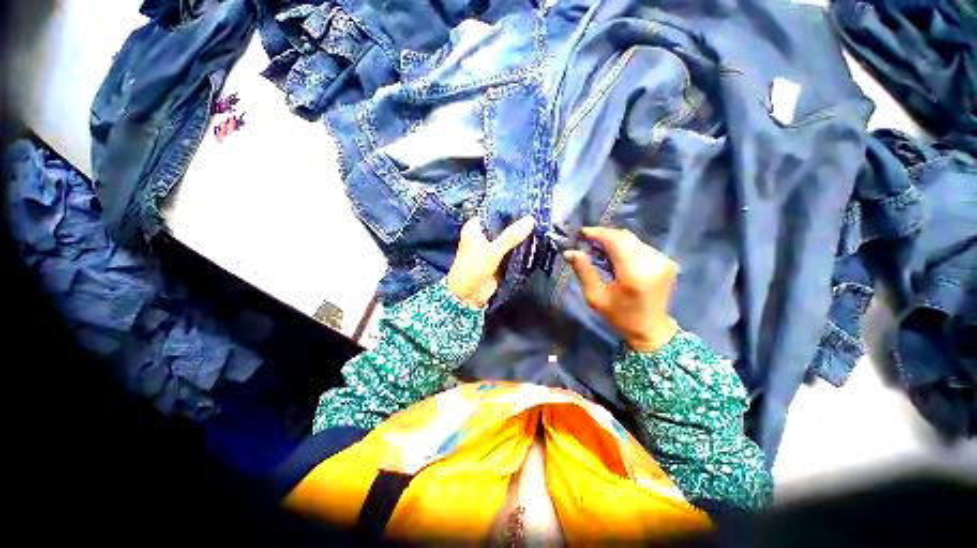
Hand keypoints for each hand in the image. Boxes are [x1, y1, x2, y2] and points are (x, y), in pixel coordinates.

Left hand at [446, 216, 534, 307]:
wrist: (468, 295)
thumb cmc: (473, 268)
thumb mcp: (493, 251)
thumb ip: (511, 236)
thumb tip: (530, 220)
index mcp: (475, 227)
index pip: (495, 212)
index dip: (510, 209)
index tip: (529, 205)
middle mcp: (483, 235)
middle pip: (504, 225)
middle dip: (518, 224)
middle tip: (539, 216)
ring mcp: (491, 247)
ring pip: (509, 238)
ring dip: (521, 236)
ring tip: (541, 226)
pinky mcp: (498, 259)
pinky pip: (511, 250)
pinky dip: (521, 248)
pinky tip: (536, 242)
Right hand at [564, 227, 678, 352]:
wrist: (650, 329)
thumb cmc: (619, 316)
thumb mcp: (595, 296)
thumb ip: (583, 271)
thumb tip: (569, 252)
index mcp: (634, 273)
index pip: (615, 241)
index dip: (597, 233)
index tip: (581, 233)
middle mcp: (652, 262)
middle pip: (624, 237)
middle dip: (604, 235)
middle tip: (587, 241)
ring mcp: (663, 260)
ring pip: (633, 239)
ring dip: (614, 240)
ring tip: (599, 249)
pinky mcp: (667, 261)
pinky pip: (641, 246)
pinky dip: (626, 246)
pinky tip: (616, 256)